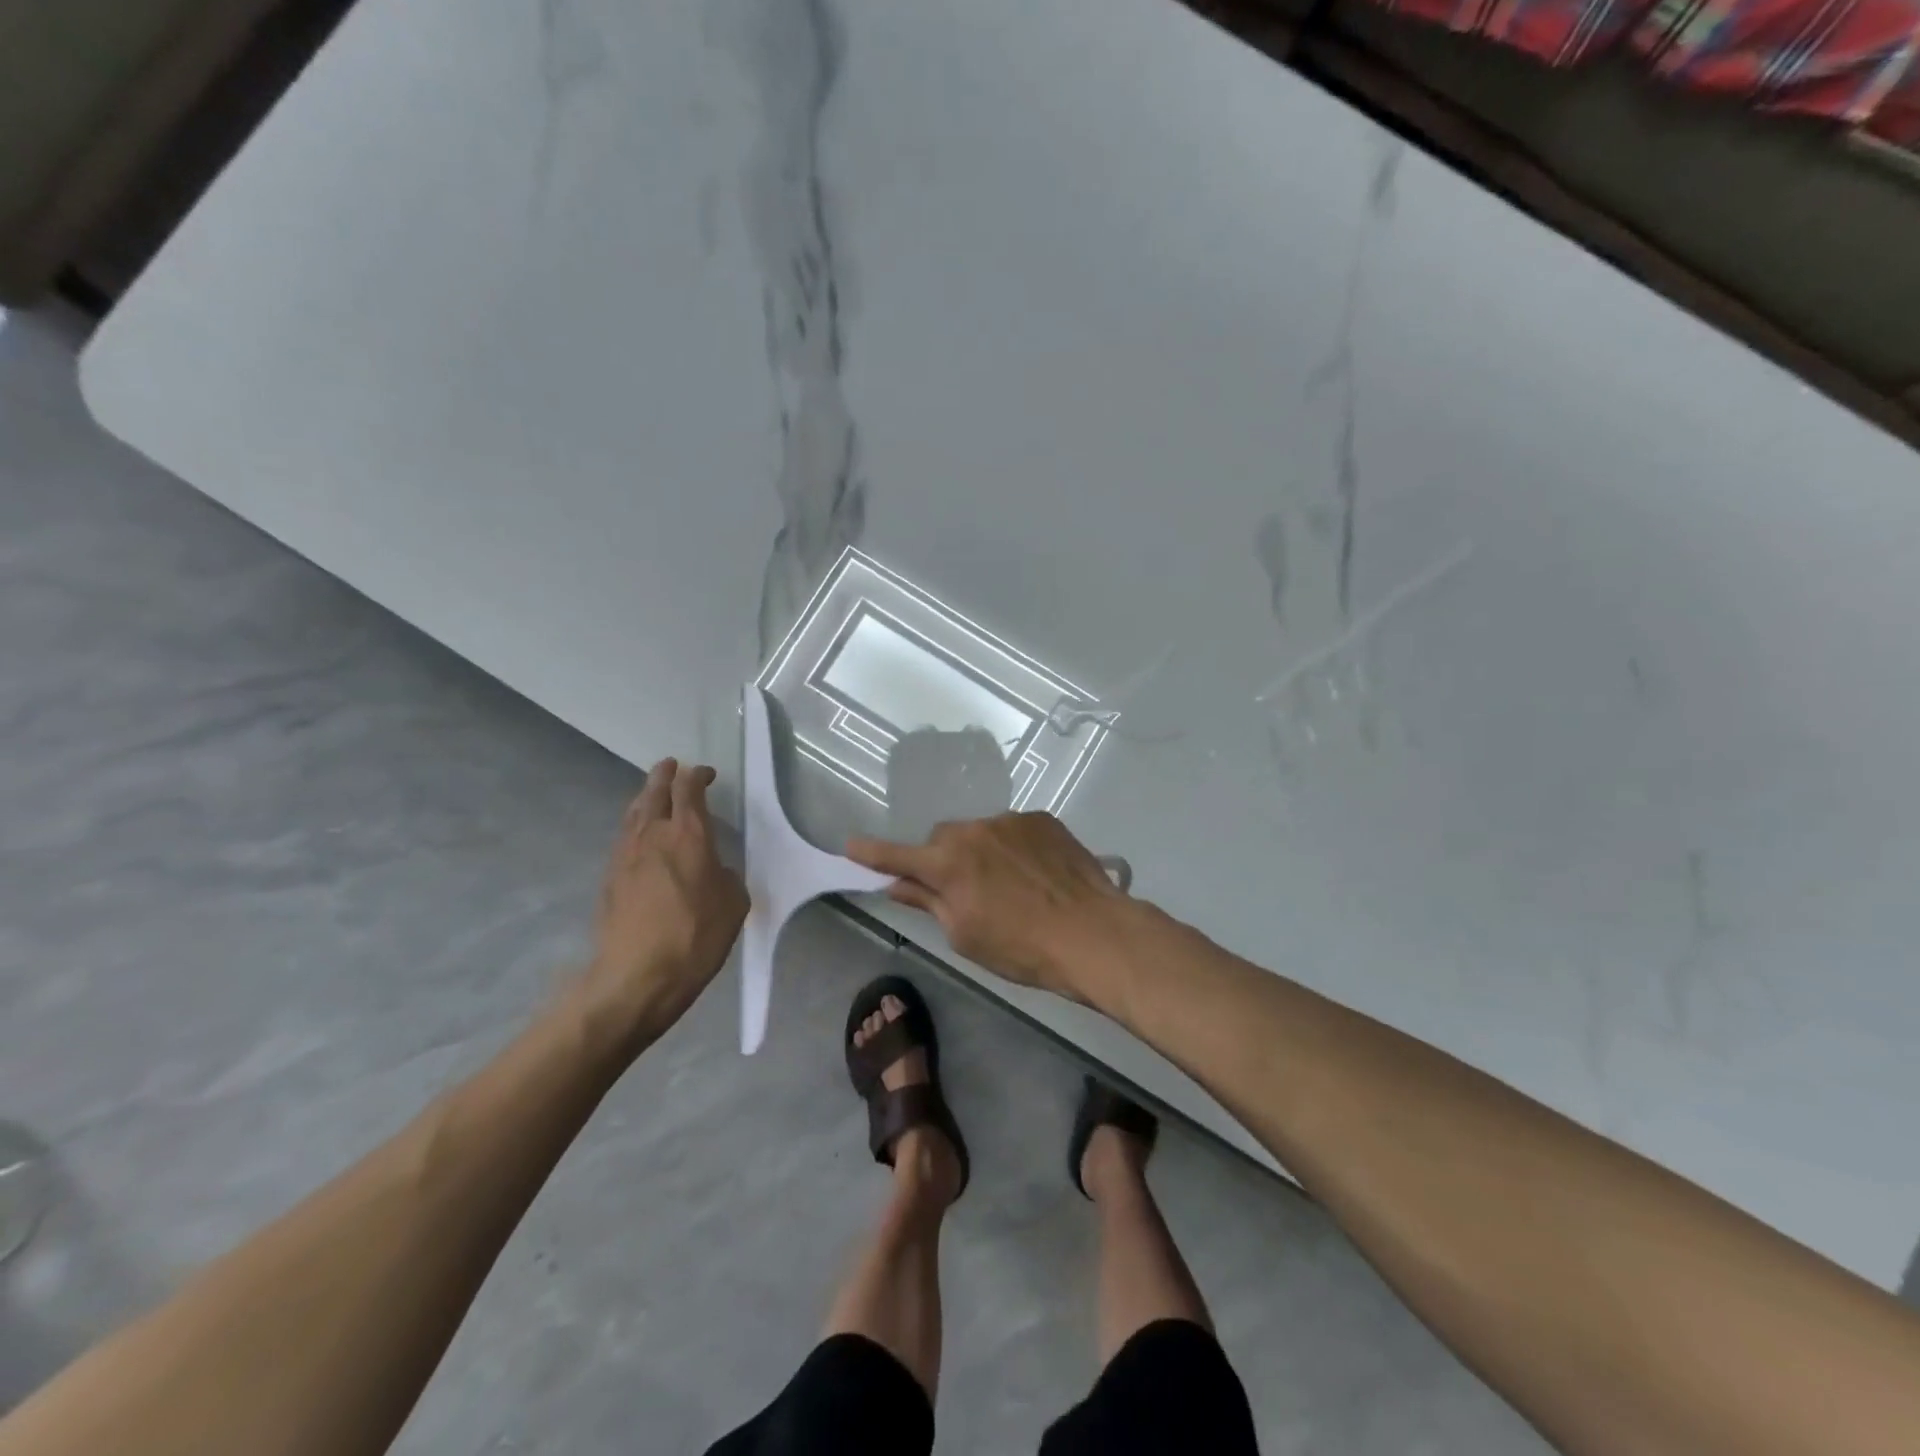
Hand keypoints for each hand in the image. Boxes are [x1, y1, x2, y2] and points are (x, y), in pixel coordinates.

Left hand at [583, 759, 747, 1044]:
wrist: (637, 976)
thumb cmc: (696, 937)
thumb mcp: (733, 904)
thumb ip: (725, 876)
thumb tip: (713, 870)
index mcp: (688, 834)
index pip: (689, 789)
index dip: (698, 776)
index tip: (706, 774)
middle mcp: (653, 834)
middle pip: (654, 791)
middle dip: (665, 775)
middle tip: (671, 766)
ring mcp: (625, 854)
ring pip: (634, 812)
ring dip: (646, 797)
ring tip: (653, 793)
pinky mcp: (610, 877)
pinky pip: (624, 836)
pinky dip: (635, 825)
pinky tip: (641, 835)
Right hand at [846, 812, 1123, 997]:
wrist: (1093, 933)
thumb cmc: (1022, 948)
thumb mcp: (966, 935)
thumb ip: (928, 902)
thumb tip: (899, 884)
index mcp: (949, 863)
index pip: (898, 856)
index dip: (872, 853)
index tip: (850, 845)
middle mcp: (974, 831)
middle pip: (942, 839)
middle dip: (942, 860)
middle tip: (961, 890)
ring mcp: (1010, 820)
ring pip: (980, 832)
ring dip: (981, 853)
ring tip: (1011, 886)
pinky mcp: (1041, 819)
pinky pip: (1013, 830)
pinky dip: (1013, 848)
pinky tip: (1035, 875)